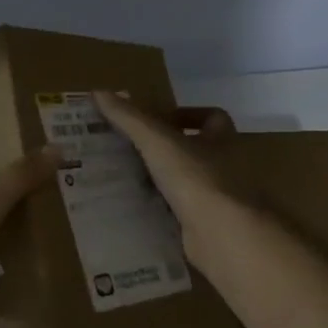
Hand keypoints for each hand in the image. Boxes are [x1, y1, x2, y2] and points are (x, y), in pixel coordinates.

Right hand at [93, 92, 247, 257]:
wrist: (225, 235)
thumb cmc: (197, 178)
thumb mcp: (157, 141)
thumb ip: (129, 118)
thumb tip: (98, 92)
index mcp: (224, 139)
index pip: (213, 117)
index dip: (187, 115)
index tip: (158, 121)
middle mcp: (229, 167)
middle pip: (200, 151)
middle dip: (169, 151)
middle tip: (133, 151)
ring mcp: (224, 199)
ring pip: (191, 184)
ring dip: (165, 182)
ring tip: (129, 180)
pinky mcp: (214, 228)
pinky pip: (185, 214)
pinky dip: (166, 212)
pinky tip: (140, 212)